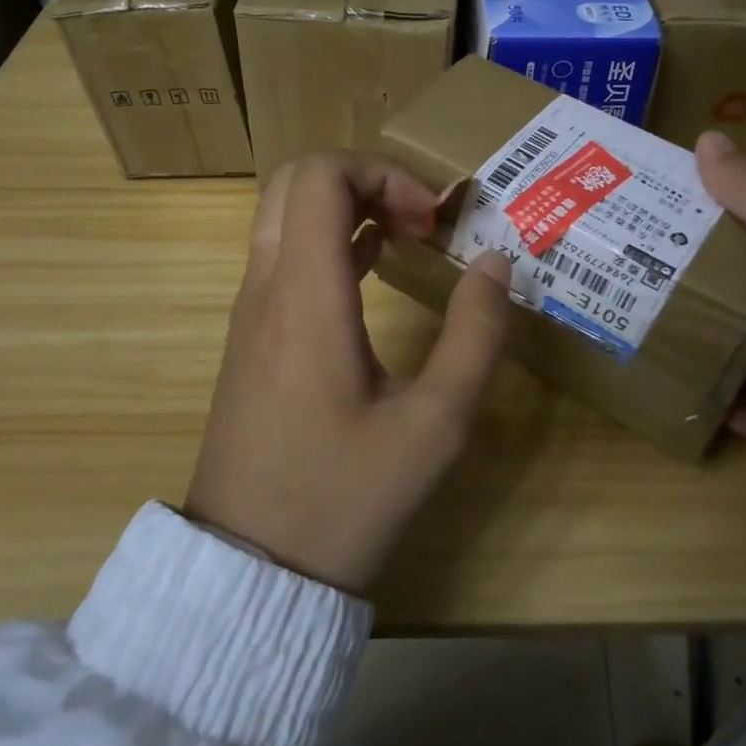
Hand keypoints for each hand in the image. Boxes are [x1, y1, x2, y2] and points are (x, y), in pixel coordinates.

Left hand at [186, 153, 513, 593]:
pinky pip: (283, 254)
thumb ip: (475, 335)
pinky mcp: (250, 336)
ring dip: (347, 206)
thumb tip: (496, 262)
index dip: (382, 173)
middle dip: (364, 179)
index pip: (320, 176)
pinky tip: (374, 265)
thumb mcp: (435, 425)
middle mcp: (266, 288)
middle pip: (296, 180)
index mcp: (305, 297)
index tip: (430, 220)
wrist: (251, 572)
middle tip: (418, 220)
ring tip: (406, 236)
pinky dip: (329, 238)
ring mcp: (250, 311)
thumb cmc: (344, 499)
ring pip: (285, 214)